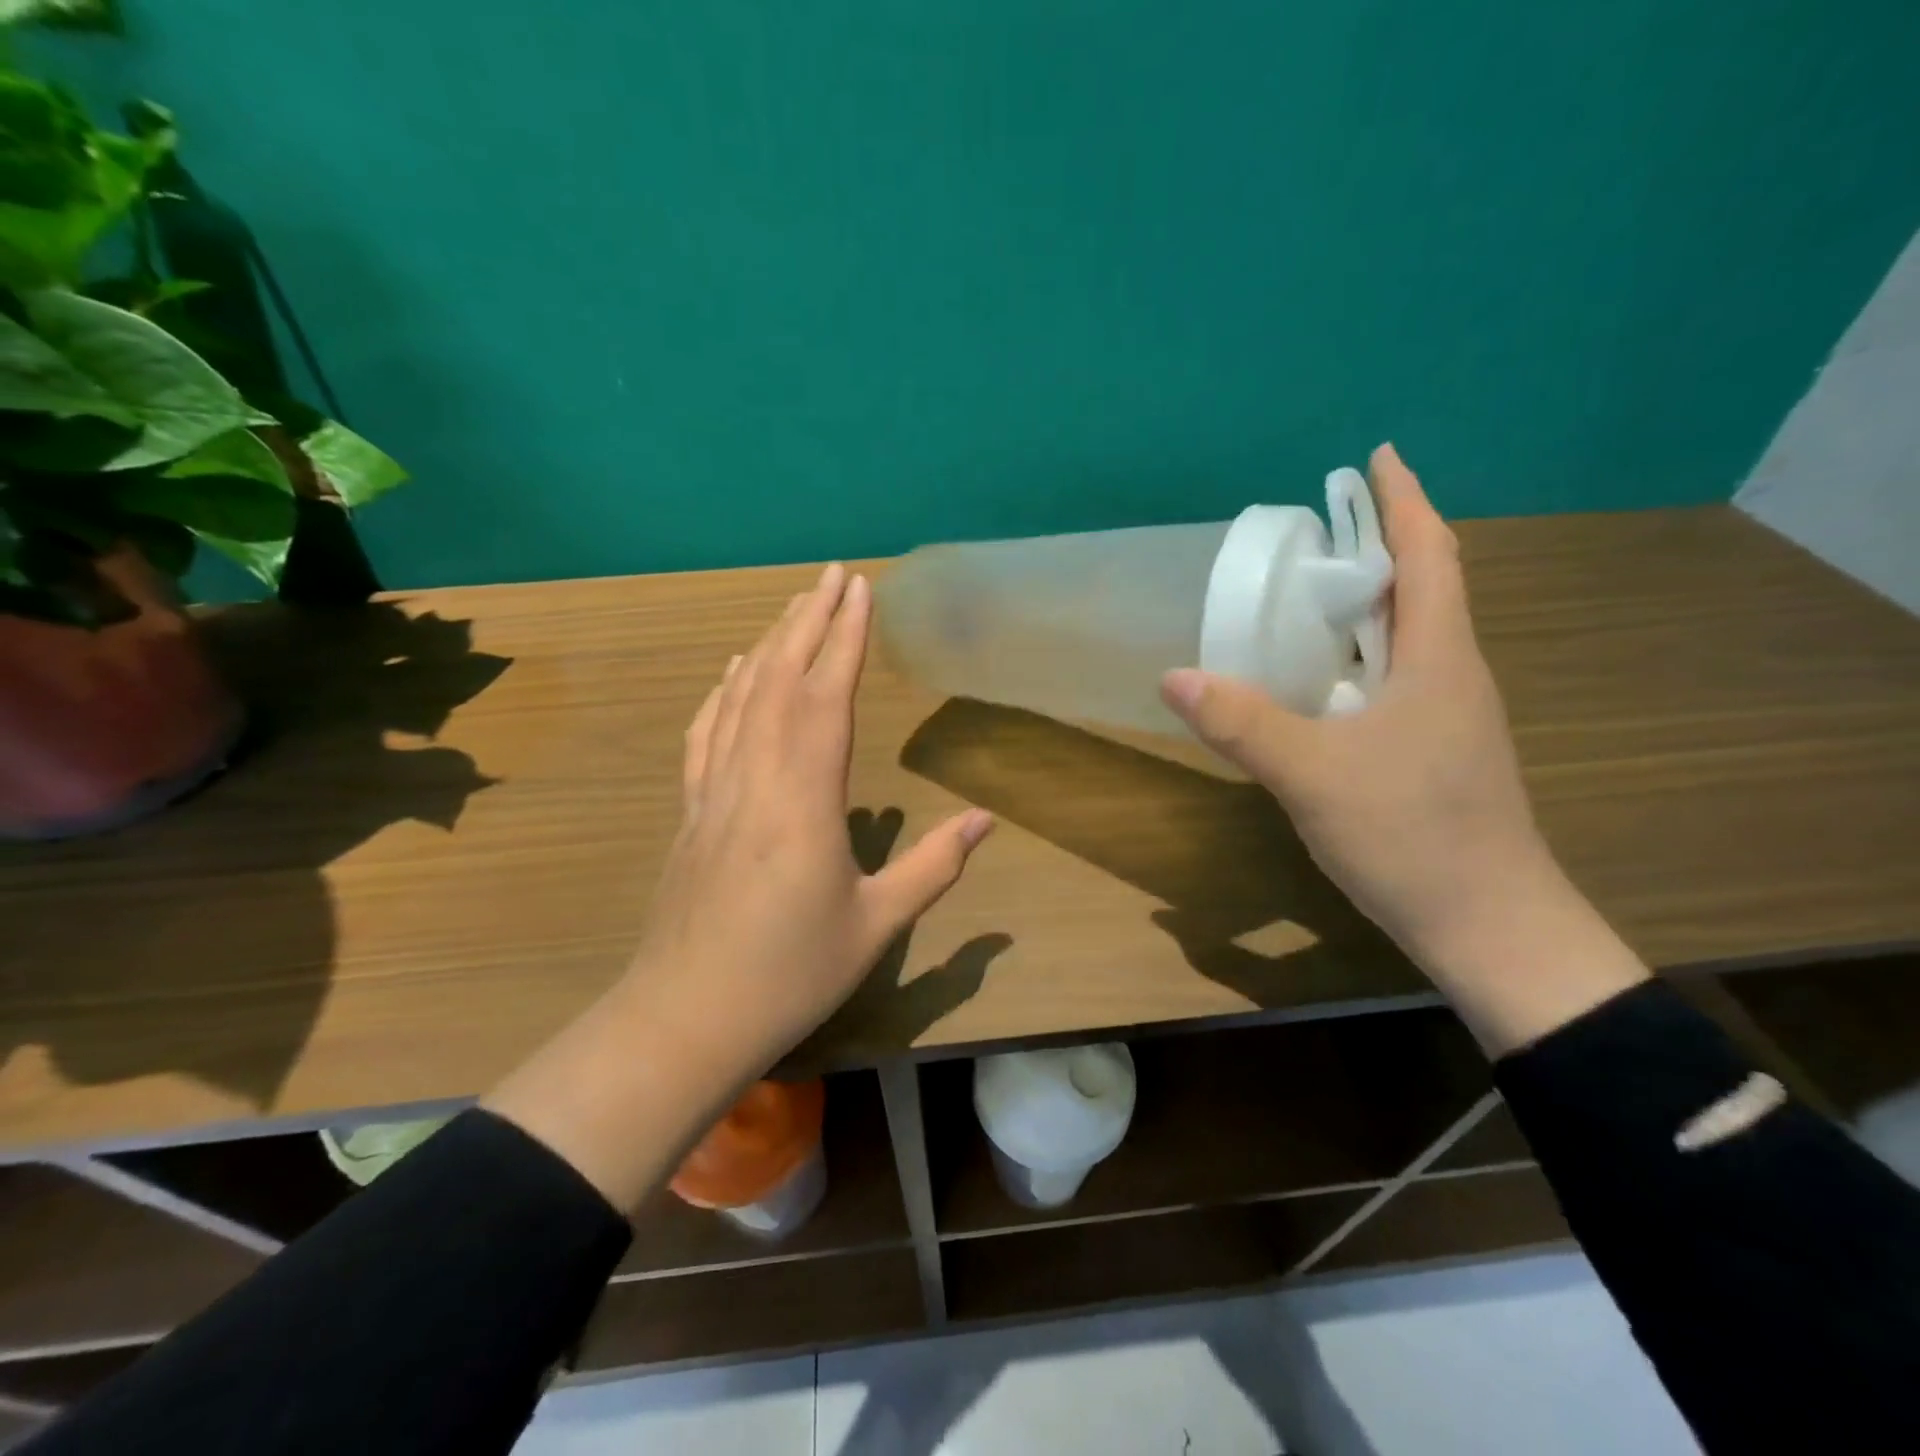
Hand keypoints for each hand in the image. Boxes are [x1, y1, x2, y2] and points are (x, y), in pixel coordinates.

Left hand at [486, 563, 992, 1208]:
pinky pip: (706, 734)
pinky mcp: (690, 811)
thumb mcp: (876, 925)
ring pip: (740, 699)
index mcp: (804, 801)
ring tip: (794, 605)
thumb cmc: (790, 974)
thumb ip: (933, 866)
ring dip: (769, 645)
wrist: (685, 1018)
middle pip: (780, 681)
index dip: (845, 639)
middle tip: (833, 576)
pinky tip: (732, 670)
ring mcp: (714, 791)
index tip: (860, 591)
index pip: (825, 698)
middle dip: (810, 621)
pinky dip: (722, 692)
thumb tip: (985, 818)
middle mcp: (755, 779)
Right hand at [1160, 445, 1646, 1050]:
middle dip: (1379, 544)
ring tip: (1312, 589)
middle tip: (1320, 526)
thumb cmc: (1412, 835)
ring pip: (1409, 637)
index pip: (1430, 555)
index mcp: (1438, 659)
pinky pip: (1395, 678)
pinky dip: (1360, 654)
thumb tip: (1172, 675)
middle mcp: (1453, 675)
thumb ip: (1242, 723)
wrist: (1488, 924)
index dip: (1404, 500)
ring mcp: (1448, 716)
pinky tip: (1322, 676)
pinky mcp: (1434, 751)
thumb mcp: (1313, 774)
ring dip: (1370, 600)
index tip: (1377, 456)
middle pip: (1422, 588)